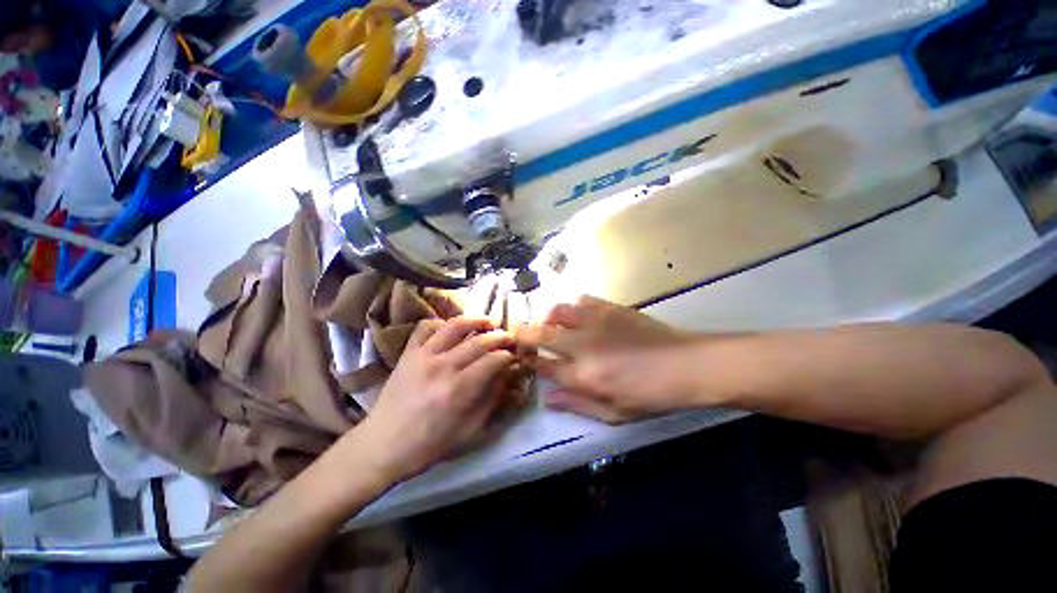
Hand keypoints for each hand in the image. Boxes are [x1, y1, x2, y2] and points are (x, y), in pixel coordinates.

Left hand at [353, 317, 515, 483]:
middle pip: (479, 341)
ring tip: (488, 322)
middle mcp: (442, 367)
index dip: (508, 356)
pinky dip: (441, 322)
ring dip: (476, 320)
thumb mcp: (469, 430)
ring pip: (454, 326)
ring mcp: (422, 356)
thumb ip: (491, 399)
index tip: (514, 356)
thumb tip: (506, 374)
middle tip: (509, 338)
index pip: (492, 361)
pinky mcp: (408, 353)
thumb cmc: (429, 445)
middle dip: (500, 337)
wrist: (382, 446)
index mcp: (458, 390)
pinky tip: (452, 329)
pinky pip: (425, 327)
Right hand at [522, 296, 698, 423]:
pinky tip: (579, 316)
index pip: (543, 366)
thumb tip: (549, 398)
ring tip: (552, 325)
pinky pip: (581, 300)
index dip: (530, 362)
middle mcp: (583, 345)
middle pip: (541, 335)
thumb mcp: (615, 413)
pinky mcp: (609, 308)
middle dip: (524, 334)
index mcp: (584, 376)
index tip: (525, 359)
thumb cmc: (651, 395)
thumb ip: (578, 405)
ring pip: (557, 311)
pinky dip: (573, 307)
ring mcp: (595, 322)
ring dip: (548, 319)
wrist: (686, 365)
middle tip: (521, 335)